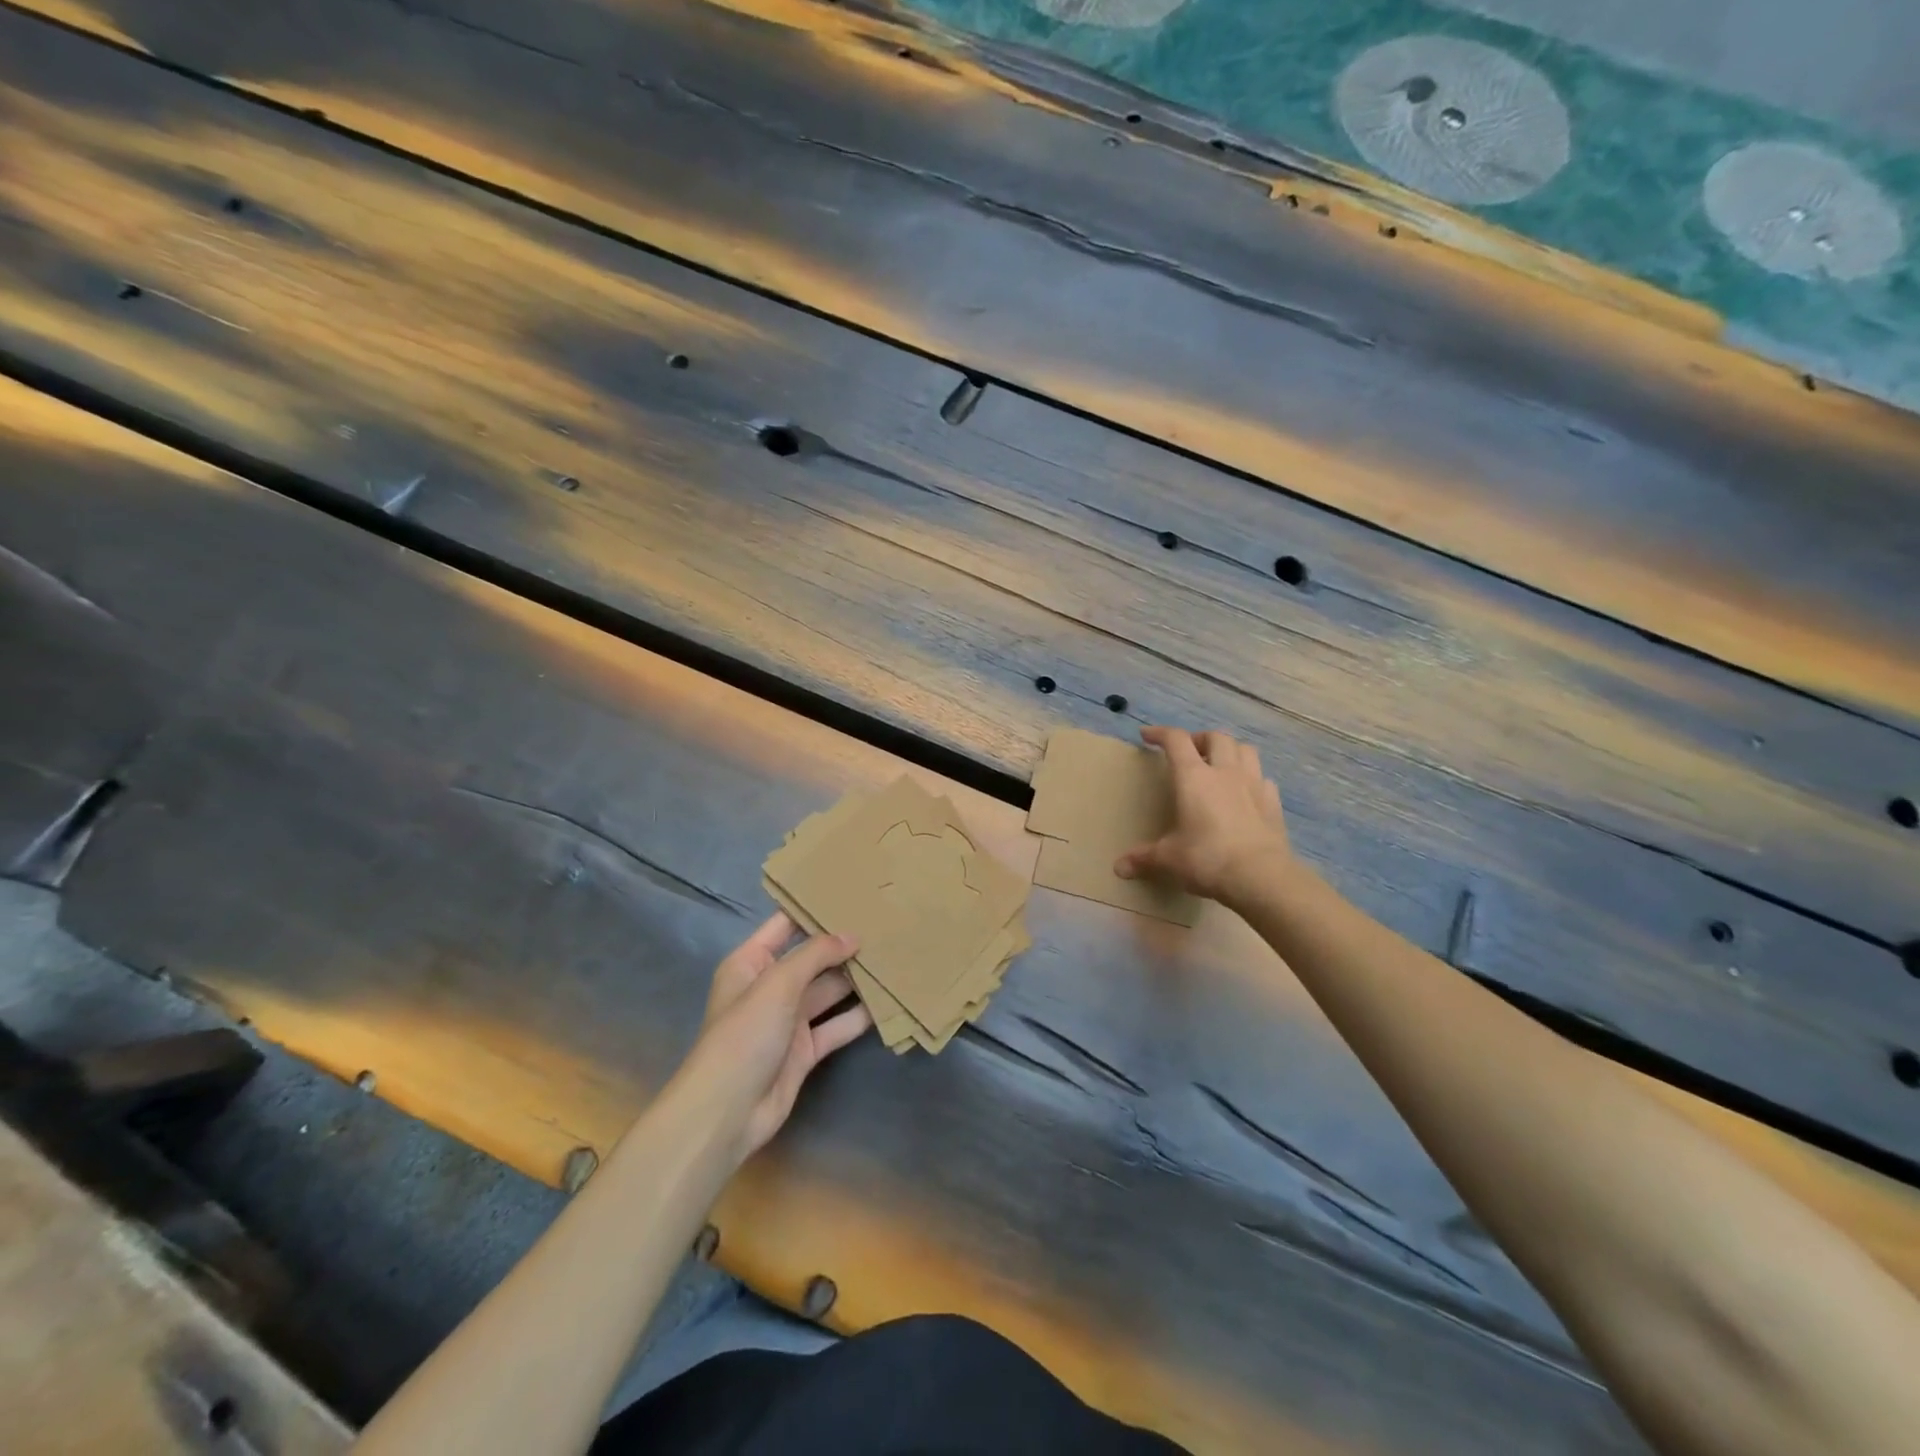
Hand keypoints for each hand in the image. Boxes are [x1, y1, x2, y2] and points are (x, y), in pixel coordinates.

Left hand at [675, 913, 872, 1163]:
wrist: (727, 1113)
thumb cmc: (745, 1034)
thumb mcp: (777, 984)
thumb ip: (816, 954)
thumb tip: (852, 935)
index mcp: (752, 962)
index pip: (786, 925)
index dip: (815, 909)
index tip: (853, 894)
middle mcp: (770, 986)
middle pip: (812, 958)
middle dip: (843, 945)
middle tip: (885, 925)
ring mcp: (788, 1020)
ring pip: (828, 991)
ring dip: (855, 979)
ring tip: (893, 957)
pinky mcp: (805, 1050)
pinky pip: (836, 1026)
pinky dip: (858, 1017)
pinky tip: (888, 1002)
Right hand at [1115, 726, 1291, 902]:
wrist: (1261, 877)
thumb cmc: (1207, 859)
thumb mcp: (1169, 858)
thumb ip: (1144, 858)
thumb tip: (1119, 868)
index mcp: (1193, 778)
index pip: (1176, 740)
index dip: (1160, 733)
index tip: (1147, 736)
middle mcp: (1225, 772)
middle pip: (1216, 737)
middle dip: (1199, 738)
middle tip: (1189, 752)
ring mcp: (1254, 785)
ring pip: (1245, 749)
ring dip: (1230, 750)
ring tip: (1219, 764)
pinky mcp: (1273, 803)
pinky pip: (1263, 778)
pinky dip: (1251, 777)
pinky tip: (1245, 792)